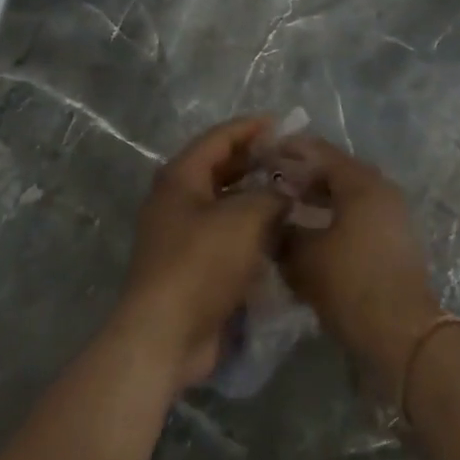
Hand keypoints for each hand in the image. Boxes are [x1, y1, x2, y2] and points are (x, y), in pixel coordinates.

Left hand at [116, 117, 287, 392]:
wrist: (165, 336)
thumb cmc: (201, 264)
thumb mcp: (244, 219)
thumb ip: (272, 195)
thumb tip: (287, 192)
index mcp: (181, 178)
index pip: (219, 138)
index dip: (251, 127)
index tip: (283, 123)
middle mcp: (178, 201)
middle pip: (222, 169)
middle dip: (257, 161)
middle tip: (294, 159)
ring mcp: (184, 235)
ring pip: (227, 204)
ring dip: (258, 197)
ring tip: (295, 193)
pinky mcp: (195, 266)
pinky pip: (228, 236)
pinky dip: (253, 230)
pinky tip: (282, 233)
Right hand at [274, 136, 441, 393]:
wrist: (401, 334)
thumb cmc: (350, 284)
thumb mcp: (304, 257)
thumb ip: (283, 232)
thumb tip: (271, 221)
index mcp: (362, 183)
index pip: (320, 153)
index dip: (290, 151)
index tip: (264, 154)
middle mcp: (381, 191)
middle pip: (336, 173)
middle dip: (303, 176)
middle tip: (271, 182)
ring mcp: (392, 216)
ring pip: (347, 197)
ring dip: (318, 200)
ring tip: (285, 209)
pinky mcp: (394, 242)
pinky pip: (357, 217)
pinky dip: (333, 218)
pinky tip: (309, 235)